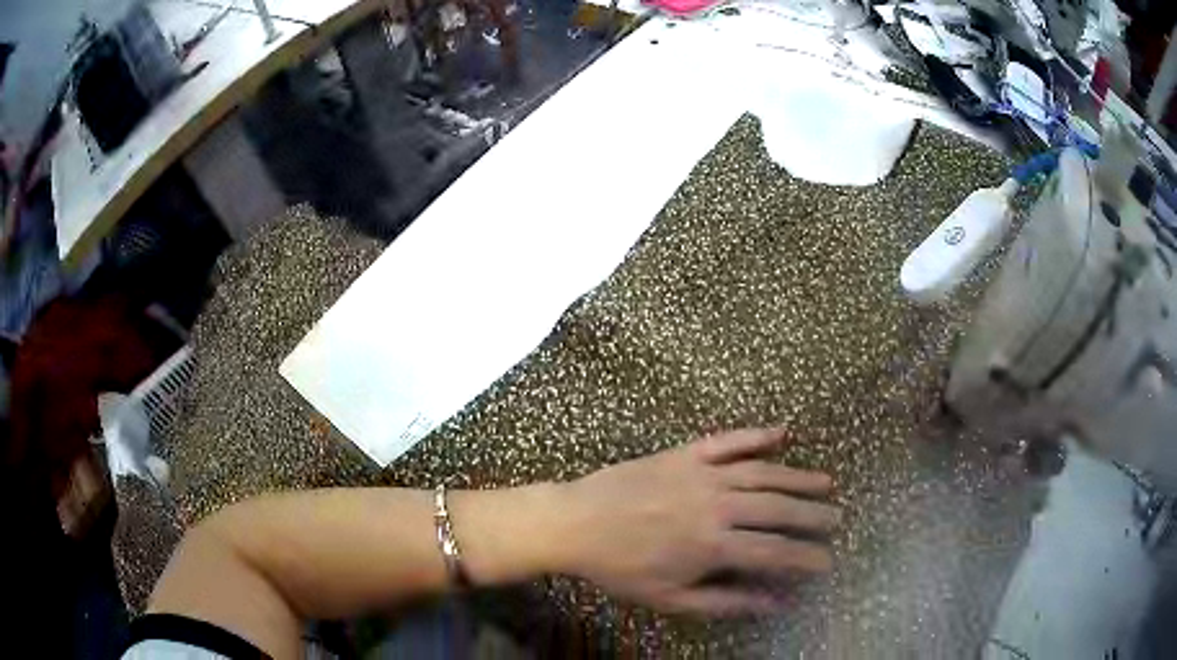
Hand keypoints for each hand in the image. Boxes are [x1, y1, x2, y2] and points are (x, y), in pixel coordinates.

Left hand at [556, 428, 839, 614]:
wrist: (576, 523)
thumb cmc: (621, 568)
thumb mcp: (671, 598)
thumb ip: (726, 602)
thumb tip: (774, 603)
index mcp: (713, 544)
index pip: (774, 552)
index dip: (805, 558)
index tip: (828, 561)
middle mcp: (717, 505)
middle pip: (777, 509)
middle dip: (812, 515)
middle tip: (838, 518)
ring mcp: (702, 473)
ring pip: (763, 472)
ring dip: (797, 477)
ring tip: (826, 483)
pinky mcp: (685, 453)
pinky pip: (728, 441)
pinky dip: (757, 435)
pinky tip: (782, 432)